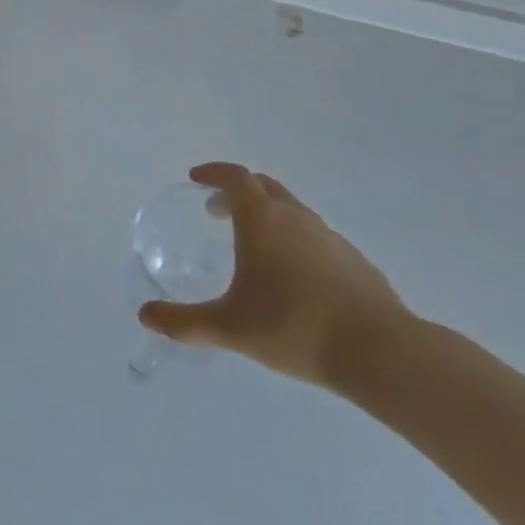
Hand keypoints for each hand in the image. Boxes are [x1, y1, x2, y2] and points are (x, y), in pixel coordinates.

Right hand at [138, 163, 407, 386]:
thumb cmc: (293, 326)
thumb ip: (184, 322)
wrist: (379, 351)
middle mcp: (295, 218)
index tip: (196, 179)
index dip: (213, 173)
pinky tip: (292, 278)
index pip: (235, 177)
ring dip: (266, 215)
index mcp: (262, 220)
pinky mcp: (354, 260)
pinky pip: (314, 236)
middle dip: (237, 191)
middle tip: (216, 211)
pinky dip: (293, 240)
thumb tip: (145, 316)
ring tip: (252, 247)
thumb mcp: (229, 327)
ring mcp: (329, 237)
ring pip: (291, 210)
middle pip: (264, 186)